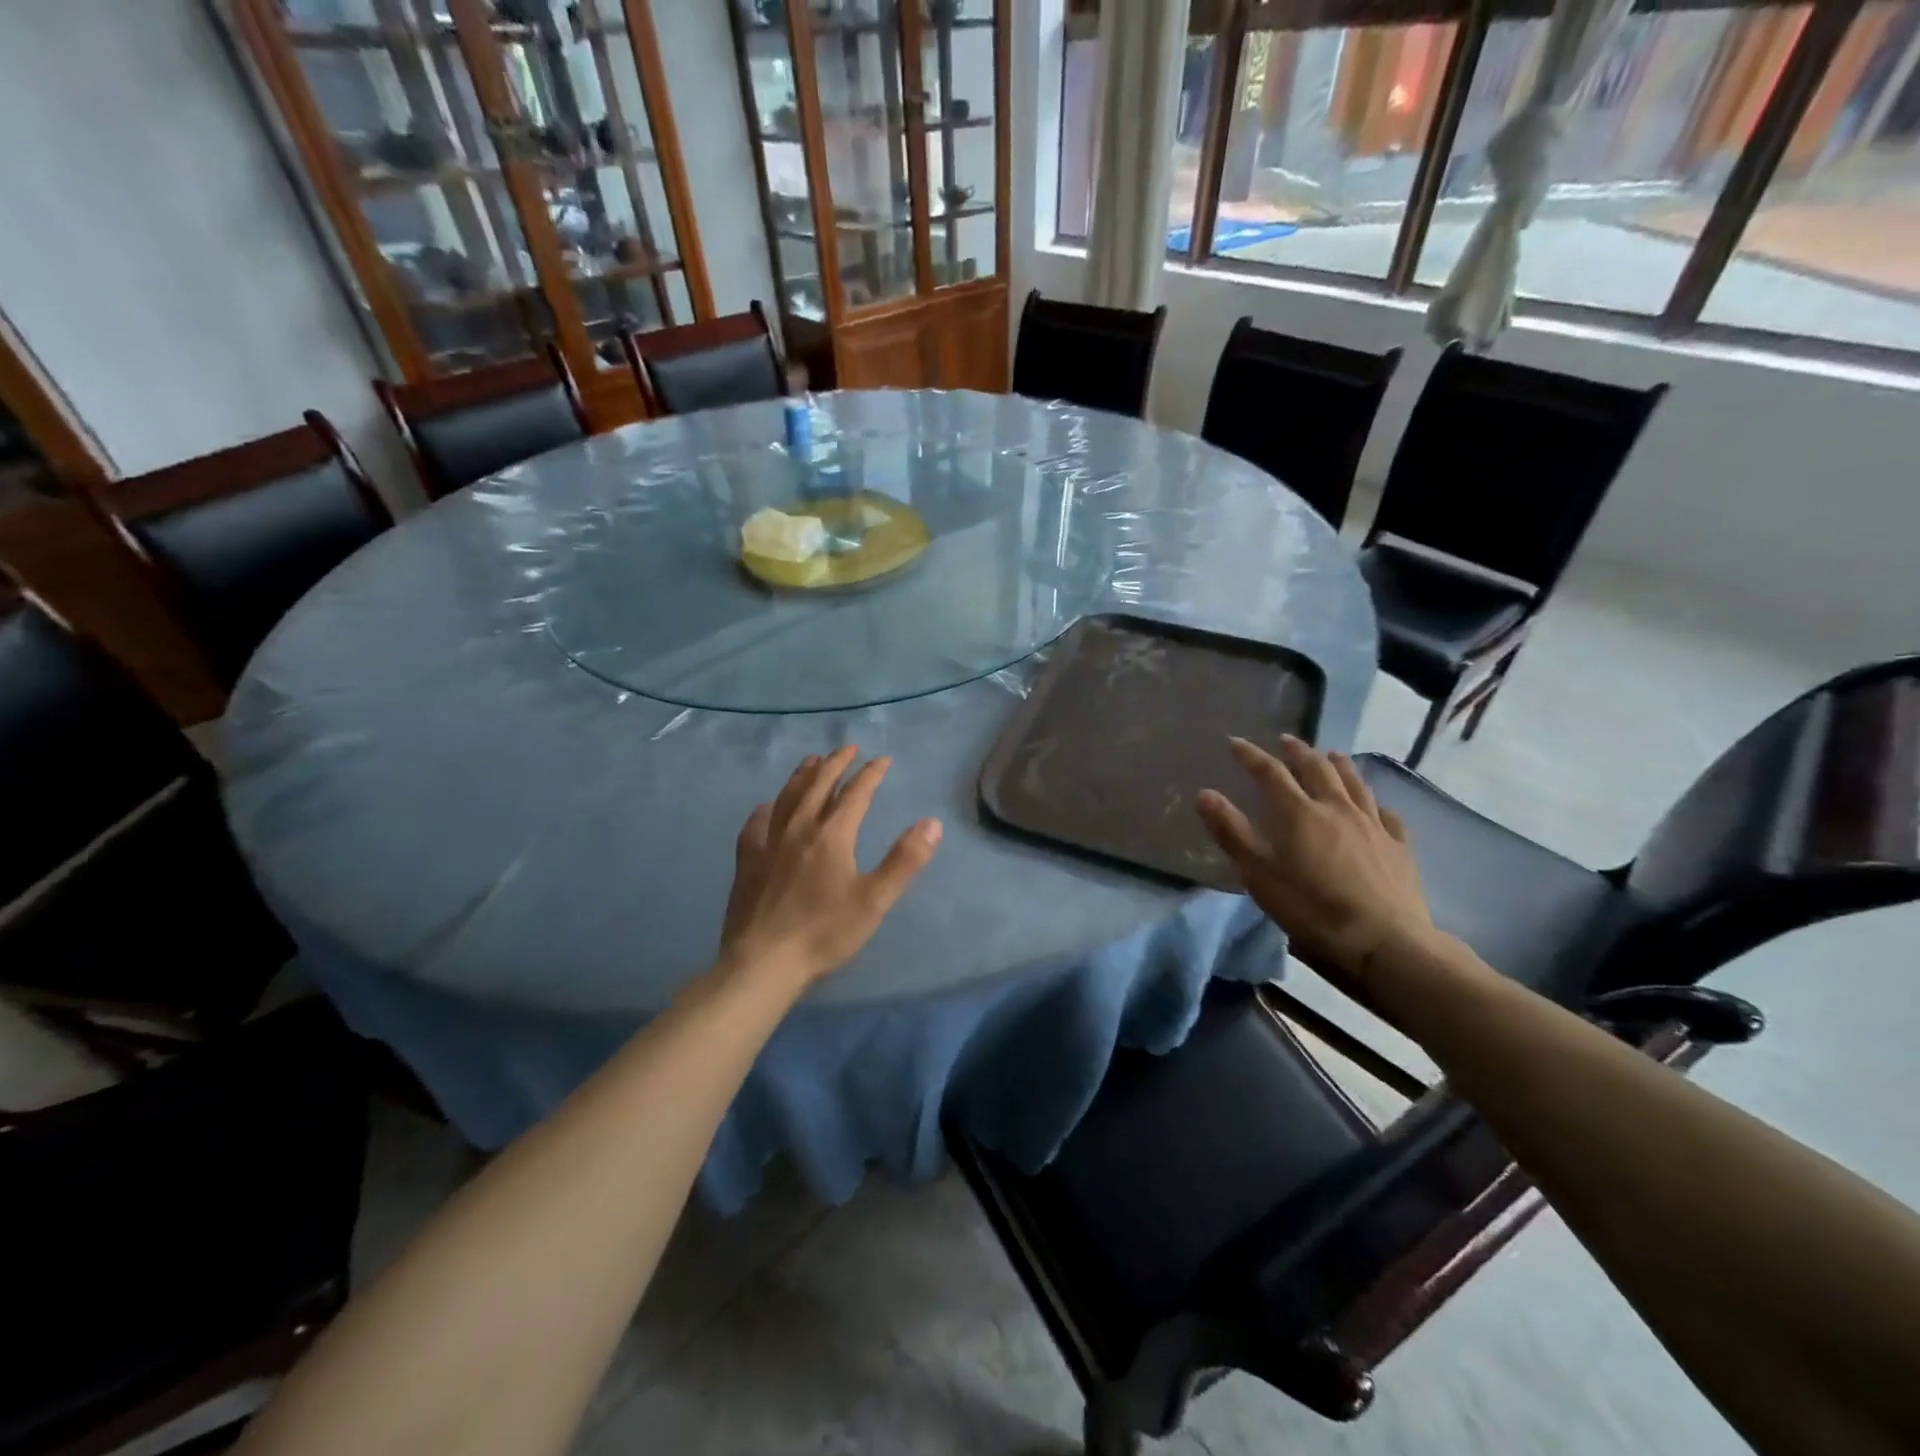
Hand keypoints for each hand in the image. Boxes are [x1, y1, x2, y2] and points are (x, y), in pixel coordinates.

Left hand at [719, 746, 942, 988]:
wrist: (763, 962)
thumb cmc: (824, 933)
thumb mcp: (875, 900)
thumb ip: (905, 860)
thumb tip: (932, 822)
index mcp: (832, 836)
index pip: (856, 794)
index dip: (871, 774)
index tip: (883, 759)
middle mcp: (798, 829)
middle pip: (818, 785)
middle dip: (835, 763)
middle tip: (847, 747)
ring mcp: (768, 843)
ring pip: (786, 797)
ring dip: (802, 775)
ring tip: (811, 760)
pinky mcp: (746, 862)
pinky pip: (755, 824)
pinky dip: (766, 809)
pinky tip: (766, 807)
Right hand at [1197, 736, 1433, 984]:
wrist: (1382, 941)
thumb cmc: (1310, 907)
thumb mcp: (1258, 873)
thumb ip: (1231, 831)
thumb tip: (1205, 793)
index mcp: (1299, 813)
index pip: (1270, 773)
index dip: (1251, 755)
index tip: (1236, 742)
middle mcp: (1336, 808)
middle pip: (1316, 769)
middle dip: (1298, 752)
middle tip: (1286, 740)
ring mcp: (1372, 825)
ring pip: (1355, 784)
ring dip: (1339, 765)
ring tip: (1332, 754)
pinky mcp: (1398, 847)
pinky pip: (1387, 814)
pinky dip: (1375, 802)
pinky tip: (1375, 805)